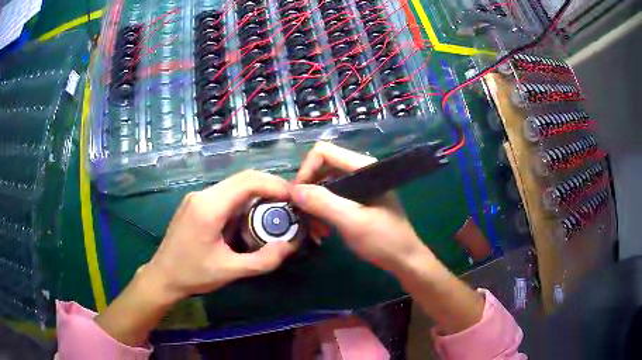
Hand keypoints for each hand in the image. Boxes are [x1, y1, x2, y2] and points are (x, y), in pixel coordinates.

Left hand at [147, 170, 295, 302]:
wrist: (162, 276)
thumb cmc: (192, 275)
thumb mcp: (230, 271)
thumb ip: (263, 260)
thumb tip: (290, 245)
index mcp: (209, 207)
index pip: (248, 182)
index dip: (276, 185)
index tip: (295, 197)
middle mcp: (203, 194)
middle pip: (243, 179)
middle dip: (270, 188)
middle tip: (290, 205)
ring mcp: (198, 197)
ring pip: (235, 186)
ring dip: (257, 195)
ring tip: (274, 214)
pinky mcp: (196, 204)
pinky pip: (226, 195)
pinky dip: (244, 202)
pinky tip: (250, 220)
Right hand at [291, 142, 433, 273]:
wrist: (404, 260)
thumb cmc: (384, 240)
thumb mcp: (352, 222)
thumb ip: (323, 203)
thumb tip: (293, 190)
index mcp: (363, 167)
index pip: (324, 152)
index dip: (306, 171)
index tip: (297, 197)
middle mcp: (359, 171)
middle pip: (321, 168)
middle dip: (309, 191)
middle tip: (303, 216)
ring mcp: (358, 186)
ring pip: (323, 185)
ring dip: (314, 205)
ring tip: (315, 229)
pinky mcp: (356, 200)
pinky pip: (330, 198)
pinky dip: (322, 212)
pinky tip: (323, 230)